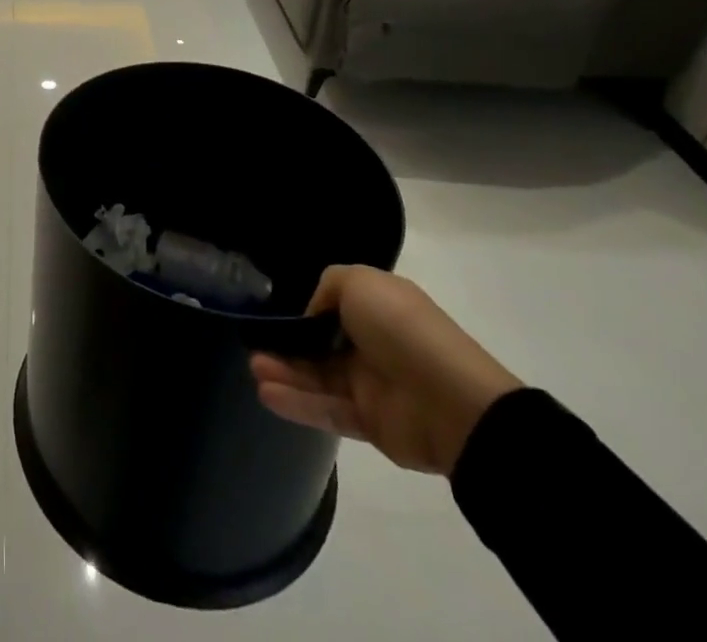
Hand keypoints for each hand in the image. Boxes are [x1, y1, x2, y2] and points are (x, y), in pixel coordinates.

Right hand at [251, 266, 519, 476]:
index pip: (333, 307)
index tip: (274, 313)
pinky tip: (266, 394)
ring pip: (319, 377)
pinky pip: (327, 410)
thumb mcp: (359, 282)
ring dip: (285, 372)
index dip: (305, 310)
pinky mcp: (370, 424)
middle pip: (320, 344)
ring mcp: (372, 385)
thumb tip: (313, 315)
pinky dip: (297, 402)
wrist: (452, 401)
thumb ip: (328, 287)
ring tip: (254, 368)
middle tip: (253, 344)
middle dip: (287, 344)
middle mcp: (373, 344)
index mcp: (377, 308)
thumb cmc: (402, 328)